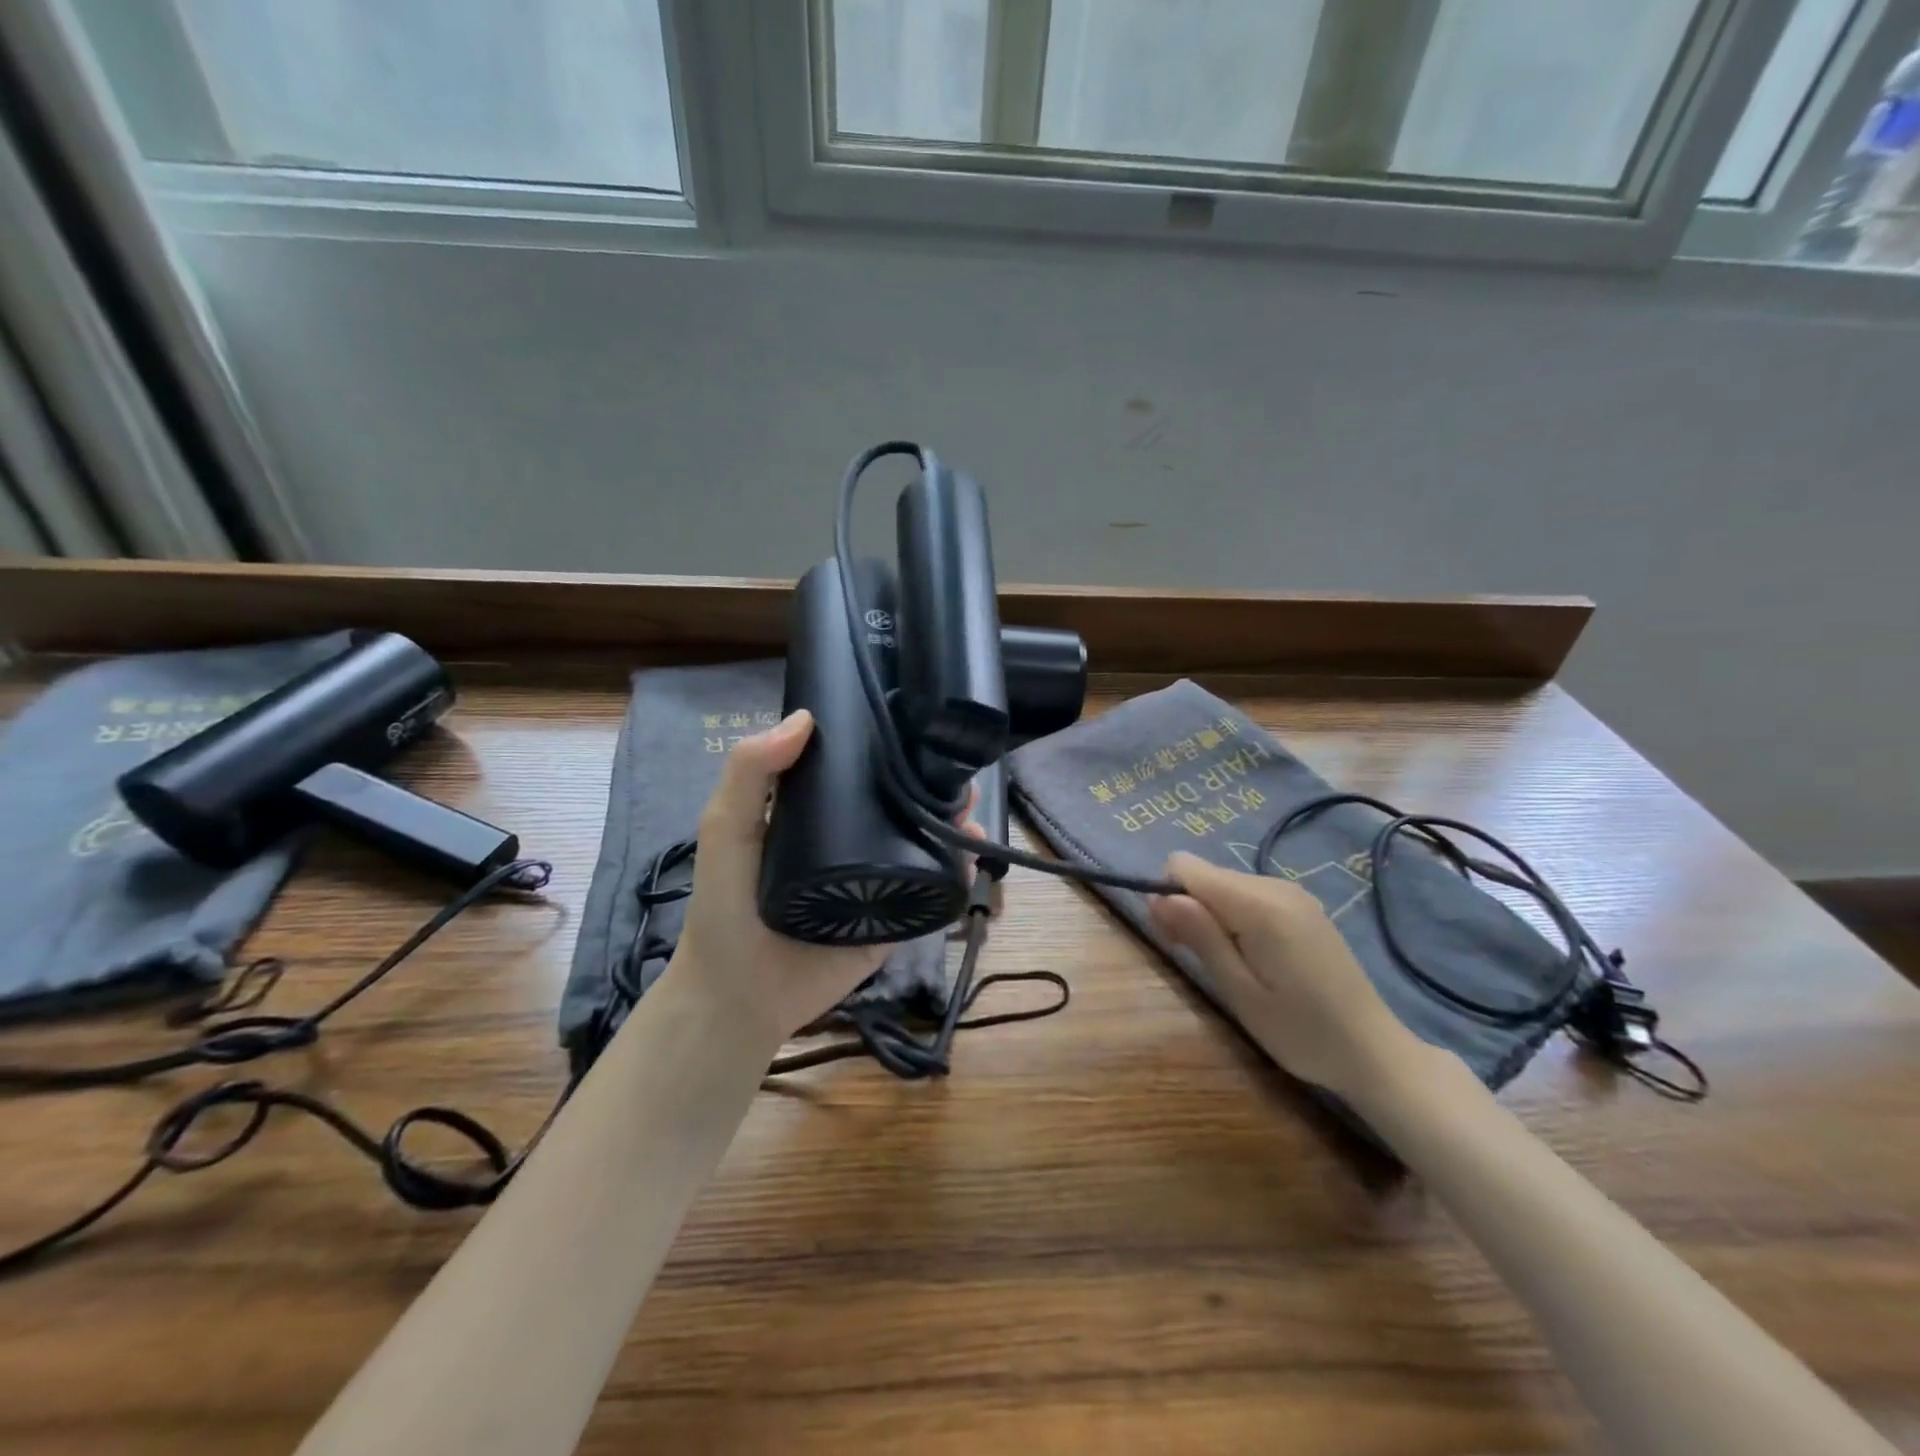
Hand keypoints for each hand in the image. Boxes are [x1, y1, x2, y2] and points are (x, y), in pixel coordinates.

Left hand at [669, 710, 979, 1055]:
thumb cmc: (725, 907)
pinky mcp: (895, 921)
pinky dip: (957, 873)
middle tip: (959, 773)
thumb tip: (806, 716)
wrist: (739, 996)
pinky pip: (931, 893)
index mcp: (817, 814)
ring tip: (971, 812)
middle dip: (936, 786)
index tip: (920, 725)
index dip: (890, 748)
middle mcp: (853, 841)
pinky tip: (972, 855)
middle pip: (902, 804)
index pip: (860, 771)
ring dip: (954, 824)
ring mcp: (878, 882)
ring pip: (925, 843)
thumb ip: (750, 772)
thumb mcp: (726, 828)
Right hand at [1149, 852, 1420, 1100]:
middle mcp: (1275, 885)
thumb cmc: (1301, 1031)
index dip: (1169, 896)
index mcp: (1259, 904)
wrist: (1374, 1051)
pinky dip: (1235, 918)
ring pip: (1224, 885)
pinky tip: (1251, 957)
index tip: (1174, 939)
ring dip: (1211, 916)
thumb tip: (1157, 895)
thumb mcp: (1240, 992)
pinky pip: (1248, 895)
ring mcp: (1292, 893)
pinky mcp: (1301, 906)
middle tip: (1195, 959)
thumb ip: (1200, 936)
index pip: (1186, 866)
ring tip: (1227, 965)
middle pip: (1205, 875)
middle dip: (1188, 908)